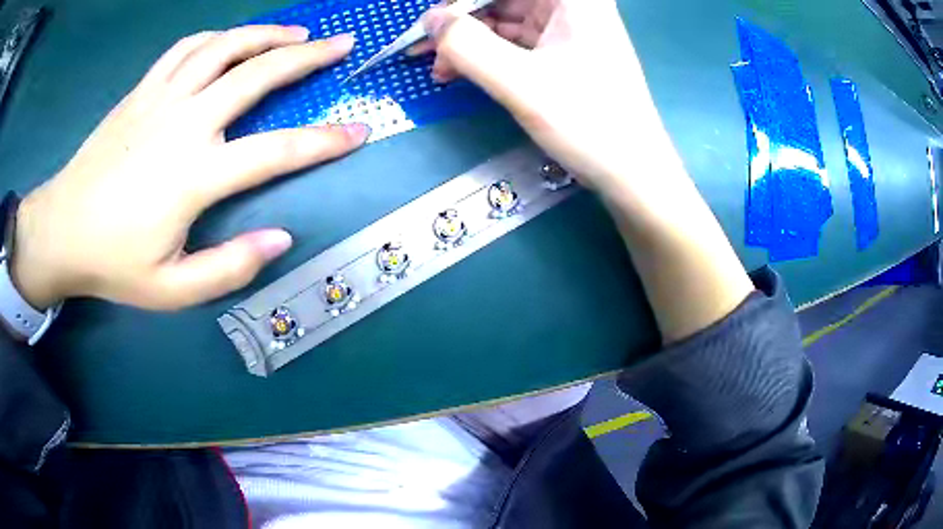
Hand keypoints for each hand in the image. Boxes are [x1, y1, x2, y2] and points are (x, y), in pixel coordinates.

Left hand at [12, 26, 369, 310]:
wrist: (61, 230)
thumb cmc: (112, 263)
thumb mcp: (171, 290)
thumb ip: (228, 269)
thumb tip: (280, 239)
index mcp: (194, 175)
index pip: (276, 150)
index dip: (324, 141)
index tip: (358, 131)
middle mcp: (184, 122)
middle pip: (256, 73)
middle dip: (307, 56)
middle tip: (341, 44)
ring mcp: (161, 98)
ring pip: (224, 47)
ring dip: (266, 34)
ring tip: (296, 32)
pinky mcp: (142, 90)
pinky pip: (186, 48)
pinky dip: (217, 37)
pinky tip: (231, 39)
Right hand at [418, 0, 684, 193]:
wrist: (634, 173)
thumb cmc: (587, 123)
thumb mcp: (519, 82)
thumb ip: (466, 45)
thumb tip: (431, 20)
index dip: (461, 2)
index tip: (430, 23)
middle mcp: (574, 6)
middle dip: (461, 21)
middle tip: (423, 48)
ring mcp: (571, 30)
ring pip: (507, 20)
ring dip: (470, 40)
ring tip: (438, 68)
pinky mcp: (566, 53)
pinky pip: (517, 42)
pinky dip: (489, 55)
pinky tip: (463, 72)